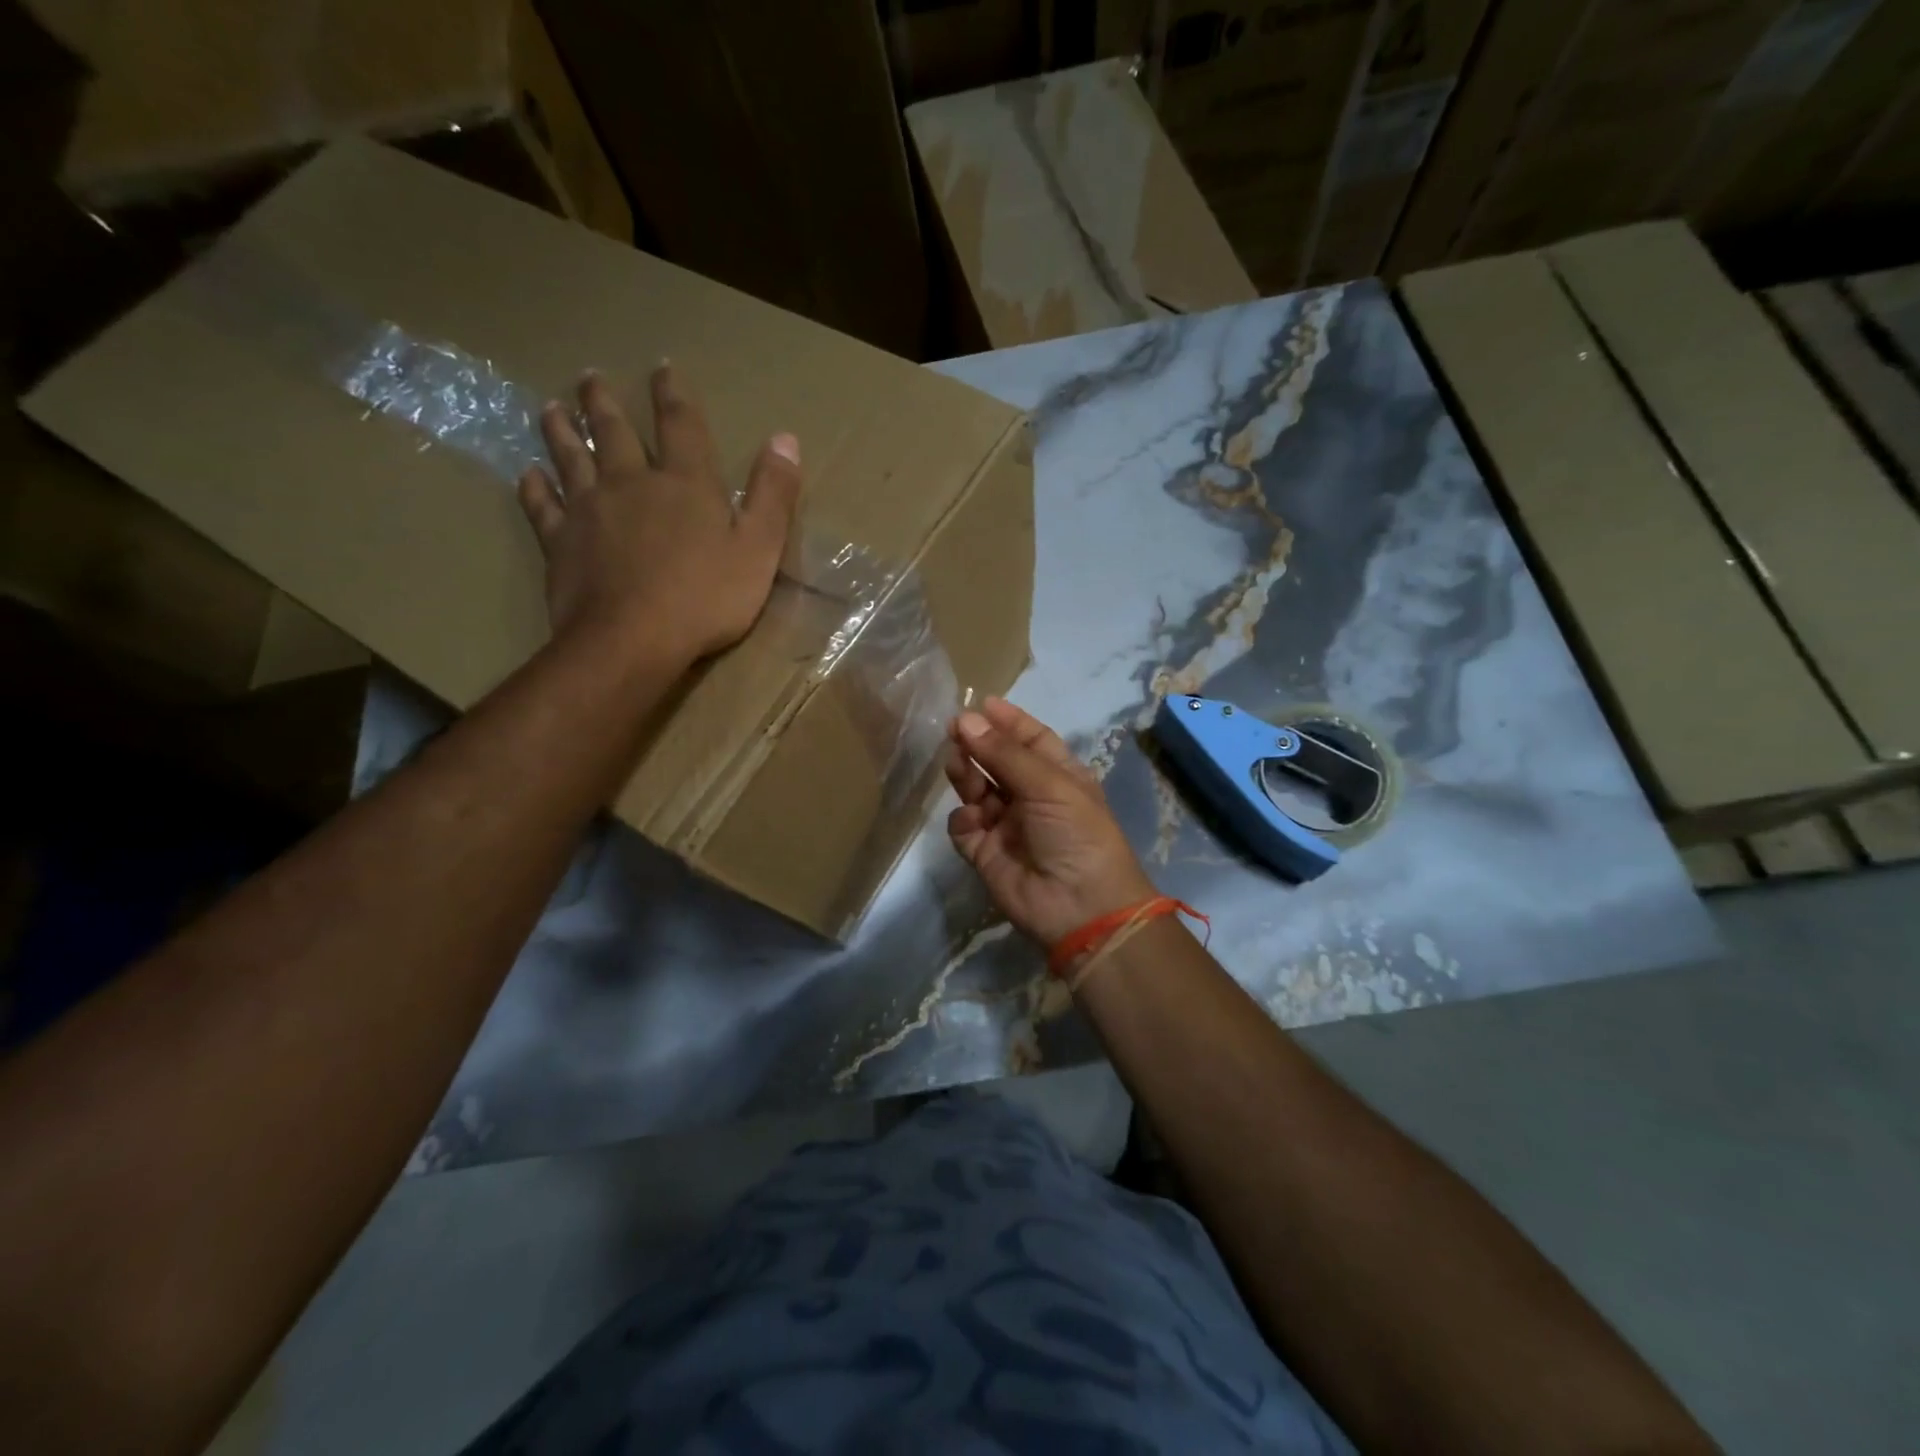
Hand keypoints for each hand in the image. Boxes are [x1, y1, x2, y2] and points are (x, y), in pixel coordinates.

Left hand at [517, 366, 800, 663]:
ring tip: (551, 408)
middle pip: (614, 431)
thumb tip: (785, 438)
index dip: (673, 394)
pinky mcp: (559, 541)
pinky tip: (529, 474)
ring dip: (561, 430)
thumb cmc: (705, 598)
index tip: (662, 367)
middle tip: (589, 378)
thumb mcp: (759, 549)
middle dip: (604, 403)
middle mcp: (631, 483)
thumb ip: (772, 495)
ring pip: (570, 457)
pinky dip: (535, 486)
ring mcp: (589, 510)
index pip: (680, 425)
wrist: (631, 640)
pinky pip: (542, 505)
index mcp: (684, 483)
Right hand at [946, 697, 1156, 946]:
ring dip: (966, 775)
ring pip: (976, 789)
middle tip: (954, 730)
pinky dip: (963, 820)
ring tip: (958, 766)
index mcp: (1059, 776)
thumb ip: (1004, 753)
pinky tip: (973, 820)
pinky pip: (964, 826)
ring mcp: (1007, 825)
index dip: (1007, 720)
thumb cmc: (1077, 834)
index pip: (1031, 739)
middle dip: (978, 744)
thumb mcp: (1049, 785)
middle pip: (997, 761)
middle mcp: (1032, 796)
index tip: (979, 703)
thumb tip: (966, 719)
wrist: (1080, 908)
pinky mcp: (985, 852)